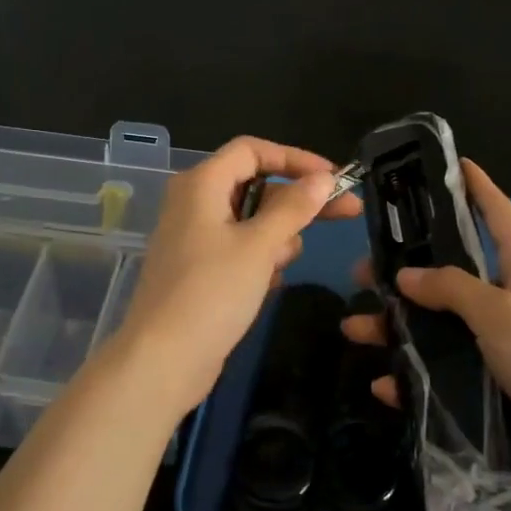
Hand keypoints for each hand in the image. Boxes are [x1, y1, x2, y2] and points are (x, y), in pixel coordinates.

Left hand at [114, 137, 361, 415]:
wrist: (163, 360)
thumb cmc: (212, 293)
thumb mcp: (259, 246)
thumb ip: (294, 208)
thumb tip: (323, 178)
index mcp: (201, 184)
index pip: (252, 150)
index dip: (296, 158)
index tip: (333, 179)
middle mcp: (194, 203)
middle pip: (256, 184)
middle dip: (299, 201)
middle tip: (347, 213)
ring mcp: (195, 238)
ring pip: (252, 221)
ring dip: (277, 237)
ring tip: (281, 265)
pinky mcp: (200, 269)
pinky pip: (240, 249)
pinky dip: (260, 259)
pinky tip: (268, 283)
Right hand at [342, 160, 510, 510]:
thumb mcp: (500, 313)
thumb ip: (451, 289)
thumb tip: (406, 275)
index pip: (498, 215)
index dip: (476, 188)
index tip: (453, 164)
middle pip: (452, 276)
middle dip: (406, 273)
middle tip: (361, 274)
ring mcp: (503, 347)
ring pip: (439, 328)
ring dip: (397, 329)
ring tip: (355, 330)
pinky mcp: (494, 389)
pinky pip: (444, 375)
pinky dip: (414, 379)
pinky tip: (384, 384)